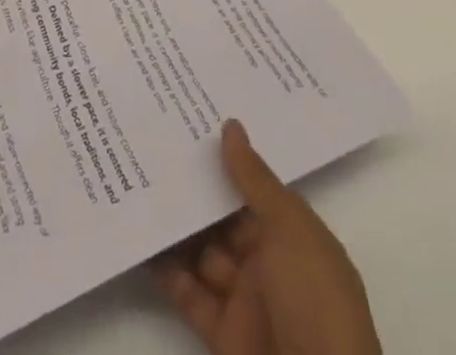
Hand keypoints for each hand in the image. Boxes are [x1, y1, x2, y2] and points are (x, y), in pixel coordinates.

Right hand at [154, 120, 380, 354]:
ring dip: (177, 226)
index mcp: (297, 236)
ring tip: (139, 181)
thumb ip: (254, 180)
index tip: (193, 122)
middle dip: (197, 189)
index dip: (229, 159)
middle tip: (157, 144)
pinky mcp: (223, 334)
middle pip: (227, 218)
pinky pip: (190, 294)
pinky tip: (141, 238)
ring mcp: (247, 300)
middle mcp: (272, 264)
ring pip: (205, 253)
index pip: (258, 189)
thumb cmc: (315, 302)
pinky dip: (167, 271)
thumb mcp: (290, 230)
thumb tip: (231, 125)